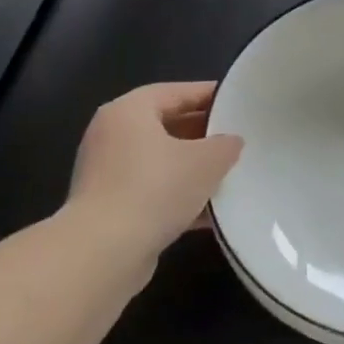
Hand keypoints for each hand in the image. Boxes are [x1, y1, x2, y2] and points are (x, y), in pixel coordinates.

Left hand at [67, 82, 243, 275]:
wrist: (105, 251)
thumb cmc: (155, 189)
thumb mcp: (206, 161)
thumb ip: (225, 145)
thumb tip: (231, 142)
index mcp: (129, 111)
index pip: (175, 92)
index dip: (208, 95)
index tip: (237, 102)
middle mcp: (112, 136)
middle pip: (166, 126)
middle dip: (203, 135)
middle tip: (238, 141)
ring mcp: (108, 174)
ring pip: (161, 163)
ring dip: (193, 170)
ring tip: (230, 177)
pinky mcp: (111, 207)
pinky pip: (153, 193)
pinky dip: (180, 198)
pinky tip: (212, 213)